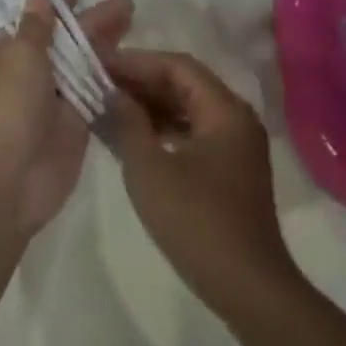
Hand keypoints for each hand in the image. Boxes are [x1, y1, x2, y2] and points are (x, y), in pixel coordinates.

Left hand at [0, 0, 134, 233]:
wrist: (8, 178)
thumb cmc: (7, 107)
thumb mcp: (18, 56)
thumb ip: (36, 27)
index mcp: (4, 56)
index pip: (34, 24)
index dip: (56, 8)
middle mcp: (27, 77)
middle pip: (65, 43)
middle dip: (93, 24)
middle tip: (127, 5)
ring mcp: (53, 103)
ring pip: (83, 68)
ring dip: (107, 48)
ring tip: (135, 24)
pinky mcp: (76, 127)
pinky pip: (96, 96)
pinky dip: (112, 80)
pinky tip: (136, 65)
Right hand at [104, 49, 301, 314]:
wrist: (246, 284)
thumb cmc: (196, 221)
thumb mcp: (150, 169)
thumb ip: (128, 123)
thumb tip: (112, 93)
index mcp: (225, 110)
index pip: (177, 66)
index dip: (136, 62)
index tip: (99, 64)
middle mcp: (236, 119)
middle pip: (185, 85)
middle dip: (141, 82)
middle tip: (98, 83)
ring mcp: (236, 146)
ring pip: (189, 110)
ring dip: (151, 106)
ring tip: (108, 105)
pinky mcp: (230, 169)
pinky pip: (193, 134)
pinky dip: (164, 130)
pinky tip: (133, 136)